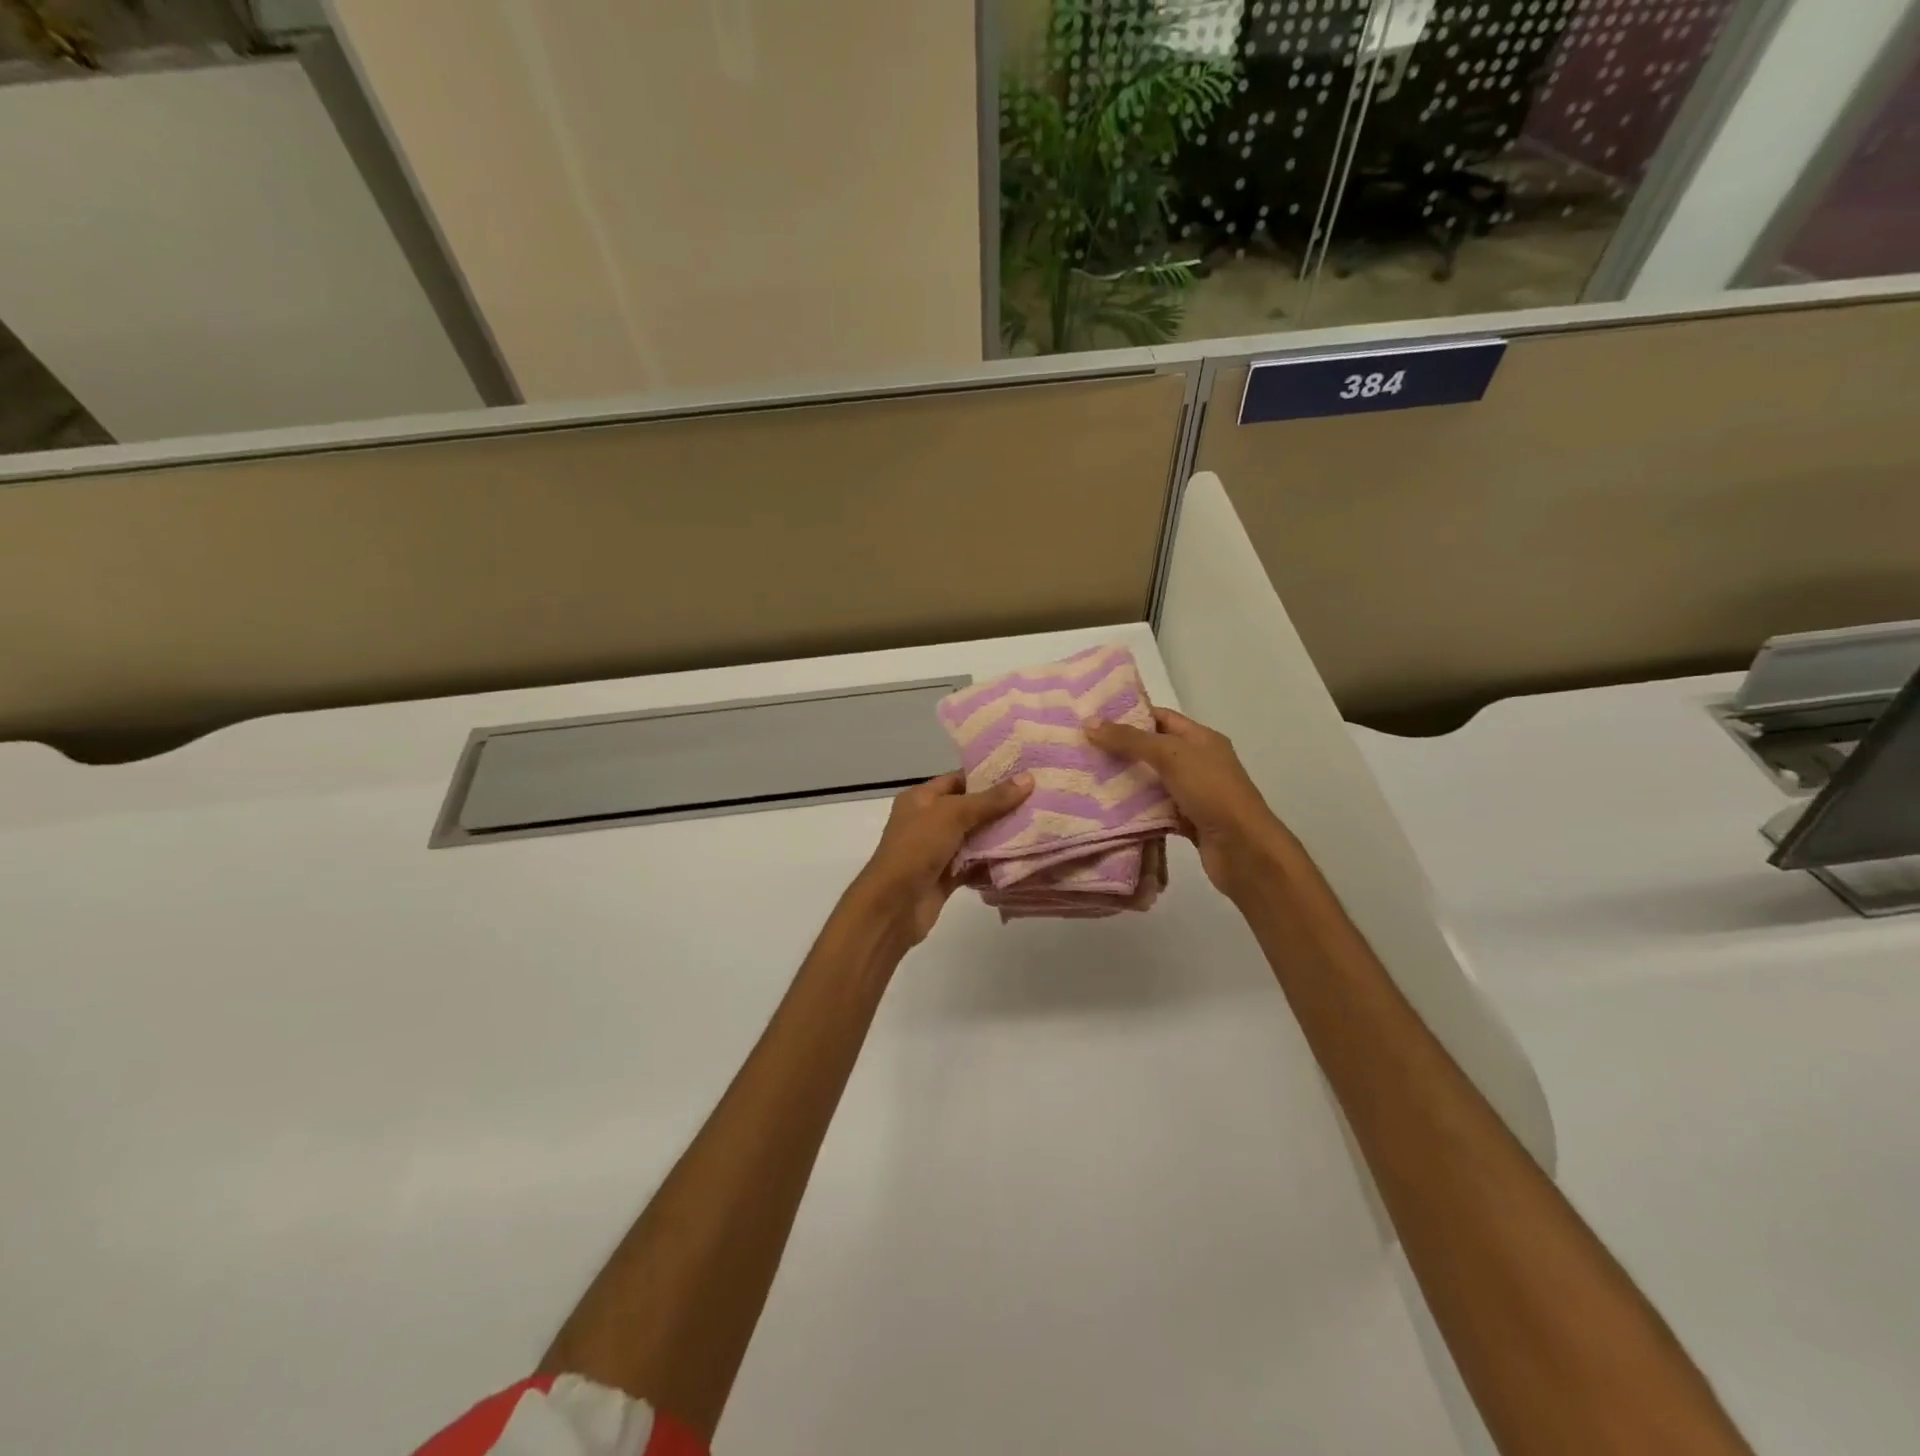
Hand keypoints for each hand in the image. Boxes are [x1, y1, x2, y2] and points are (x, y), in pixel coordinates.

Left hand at [843, 771, 1033, 948]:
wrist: (893, 905)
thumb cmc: (917, 848)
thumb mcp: (953, 814)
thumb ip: (991, 799)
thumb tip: (1028, 778)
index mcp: (921, 798)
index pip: (959, 779)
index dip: (988, 775)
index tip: (1023, 773)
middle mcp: (928, 821)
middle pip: (970, 808)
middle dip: (1001, 806)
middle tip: (1039, 799)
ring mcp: (937, 850)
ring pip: (975, 838)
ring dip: (1001, 835)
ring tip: (1039, 824)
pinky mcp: (947, 876)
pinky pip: (975, 864)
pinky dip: (994, 862)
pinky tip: (1023, 857)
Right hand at [1083, 708, 1293, 900]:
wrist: (1244, 850)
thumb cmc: (1212, 792)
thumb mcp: (1170, 756)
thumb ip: (1130, 740)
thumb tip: (1089, 722)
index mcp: (1201, 739)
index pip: (1161, 717)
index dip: (1129, 715)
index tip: (1094, 719)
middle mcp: (1199, 763)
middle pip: (1154, 749)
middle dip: (1121, 750)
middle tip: (1083, 750)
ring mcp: (1194, 794)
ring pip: (1153, 782)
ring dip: (1126, 781)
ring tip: (1087, 778)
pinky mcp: (1187, 822)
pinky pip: (1156, 810)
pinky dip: (1136, 810)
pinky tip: (1107, 810)